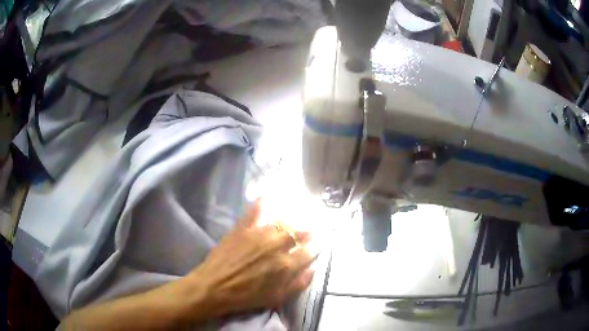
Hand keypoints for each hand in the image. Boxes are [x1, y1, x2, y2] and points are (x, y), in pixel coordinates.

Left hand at [188, 200, 314, 316]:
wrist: (214, 287)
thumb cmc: (246, 296)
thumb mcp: (276, 298)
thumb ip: (298, 284)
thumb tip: (313, 269)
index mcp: (286, 265)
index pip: (309, 251)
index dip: (315, 247)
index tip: (317, 245)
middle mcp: (276, 246)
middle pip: (298, 233)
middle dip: (305, 232)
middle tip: (307, 232)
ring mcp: (258, 234)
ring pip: (281, 222)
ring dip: (289, 222)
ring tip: (291, 221)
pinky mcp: (242, 228)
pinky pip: (254, 210)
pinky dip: (261, 202)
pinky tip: (266, 196)